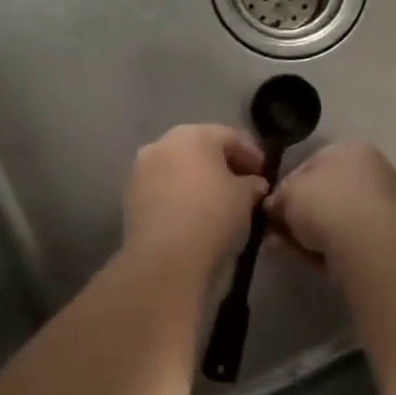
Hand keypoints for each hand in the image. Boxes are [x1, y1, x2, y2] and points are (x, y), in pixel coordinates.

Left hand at [123, 124, 268, 276]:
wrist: (165, 259)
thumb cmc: (212, 216)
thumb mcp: (245, 197)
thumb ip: (252, 183)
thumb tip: (254, 184)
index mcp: (192, 135)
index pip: (229, 136)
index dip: (251, 153)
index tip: (264, 173)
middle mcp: (162, 144)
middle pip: (200, 149)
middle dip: (222, 164)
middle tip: (243, 185)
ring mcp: (141, 170)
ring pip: (178, 169)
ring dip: (199, 180)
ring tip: (219, 202)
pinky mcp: (131, 197)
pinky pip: (163, 189)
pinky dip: (180, 196)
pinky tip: (195, 214)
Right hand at [266, 142, 395, 265]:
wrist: (366, 243)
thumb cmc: (324, 202)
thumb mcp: (287, 193)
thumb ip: (278, 197)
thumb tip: (274, 207)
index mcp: (351, 150)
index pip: (311, 165)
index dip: (286, 186)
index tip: (272, 206)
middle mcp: (371, 173)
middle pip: (324, 194)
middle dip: (296, 214)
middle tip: (273, 230)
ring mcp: (381, 207)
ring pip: (333, 221)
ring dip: (304, 234)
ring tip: (279, 247)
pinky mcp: (383, 239)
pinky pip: (345, 240)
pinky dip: (322, 249)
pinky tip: (300, 259)